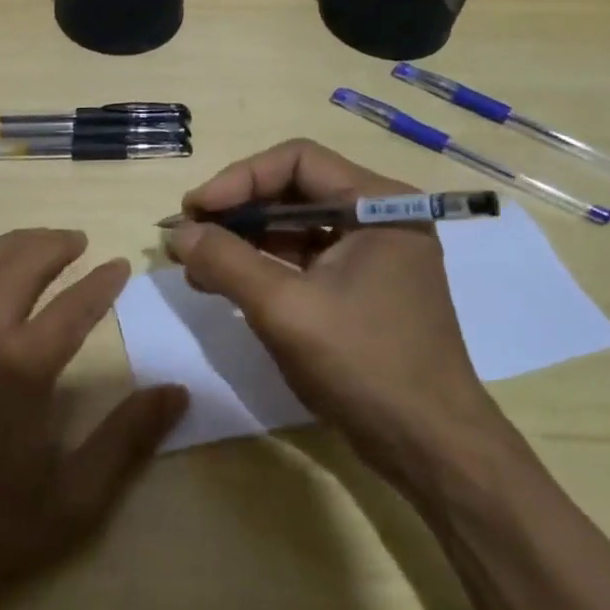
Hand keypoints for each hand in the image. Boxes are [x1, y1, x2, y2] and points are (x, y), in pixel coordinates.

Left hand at [0, 229, 187, 609]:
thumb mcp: (72, 500)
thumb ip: (127, 440)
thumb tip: (177, 391)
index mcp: (22, 368)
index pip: (75, 305)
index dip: (102, 282)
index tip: (119, 265)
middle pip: (22, 264)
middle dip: (55, 244)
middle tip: (78, 241)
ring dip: (9, 243)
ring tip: (33, 242)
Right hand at [165, 138, 496, 478]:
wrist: (431, 449)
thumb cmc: (364, 364)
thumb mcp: (285, 309)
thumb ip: (226, 262)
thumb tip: (178, 234)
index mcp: (377, 204)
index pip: (297, 160)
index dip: (240, 179)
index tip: (196, 210)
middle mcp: (379, 218)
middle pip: (294, 190)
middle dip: (237, 211)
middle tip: (189, 234)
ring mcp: (371, 255)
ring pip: (295, 226)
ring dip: (244, 240)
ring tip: (196, 262)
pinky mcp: (361, 288)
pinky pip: (304, 260)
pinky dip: (263, 267)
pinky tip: (224, 284)